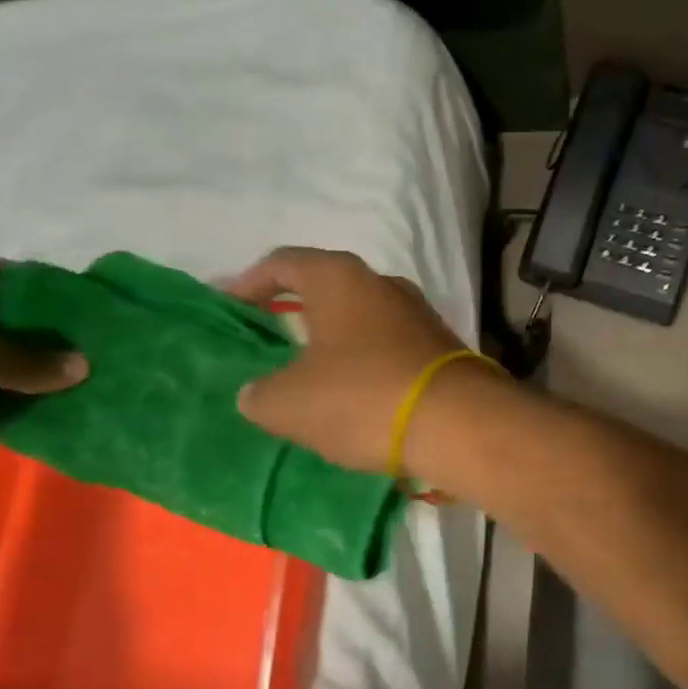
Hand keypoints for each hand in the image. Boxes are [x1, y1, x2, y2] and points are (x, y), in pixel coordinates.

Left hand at [0, 258, 86, 503]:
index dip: (46, 287)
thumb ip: (21, 358)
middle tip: (98, 353)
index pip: (0, 275)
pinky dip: (5, 411)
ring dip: (29, 380)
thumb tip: (82, 366)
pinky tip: (45, 421)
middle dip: (46, 338)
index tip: (93, 308)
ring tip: (84, 389)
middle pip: (0, 323)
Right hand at [223, 247, 488, 473]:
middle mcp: (383, 284)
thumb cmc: (363, 398)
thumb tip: (257, 393)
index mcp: (339, 278)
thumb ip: (259, 393)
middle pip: (326, 288)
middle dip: (293, 312)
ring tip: (308, 375)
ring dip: (332, 342)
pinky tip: (355, 394)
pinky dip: (364, 363)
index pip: (282, 263)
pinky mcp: (441, 348)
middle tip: (266, 341)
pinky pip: (388, 347)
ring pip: (360, 320)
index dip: (247, 282)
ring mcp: (418, 314)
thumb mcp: (288, 403)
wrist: (460, 425)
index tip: (226, 308)